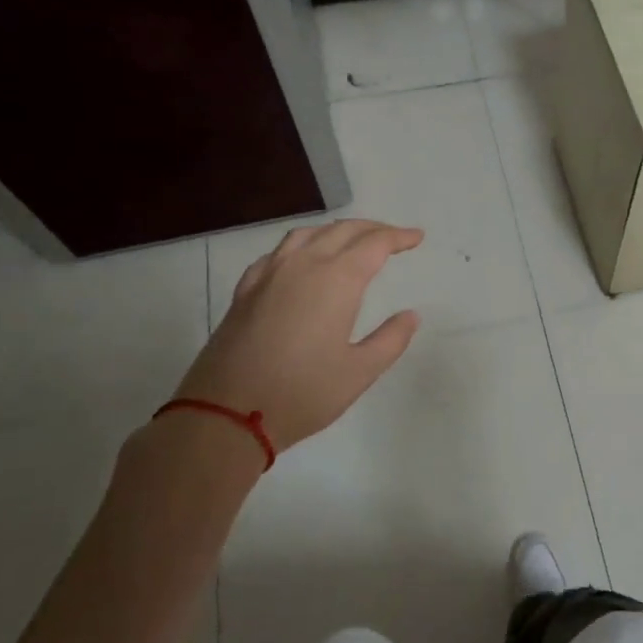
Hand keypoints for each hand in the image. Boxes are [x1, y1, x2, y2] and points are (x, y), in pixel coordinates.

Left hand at [171, 219, 422, 454]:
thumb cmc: (303, 393)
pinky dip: (300, 246)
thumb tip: (410, 315)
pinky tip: (300, 260)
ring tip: (351, 240)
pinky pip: (277, 253)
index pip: (374, 244)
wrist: (226, 413)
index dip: (398, 237)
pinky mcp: (245, 290)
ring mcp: (269, 275)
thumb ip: (391, 339)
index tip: (417, 238)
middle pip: (342, 231)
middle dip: (372, 229)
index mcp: (337, 280)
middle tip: (393, 237)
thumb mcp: (359, 372)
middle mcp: (303, 266)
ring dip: (335, 231)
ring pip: (306, 235)